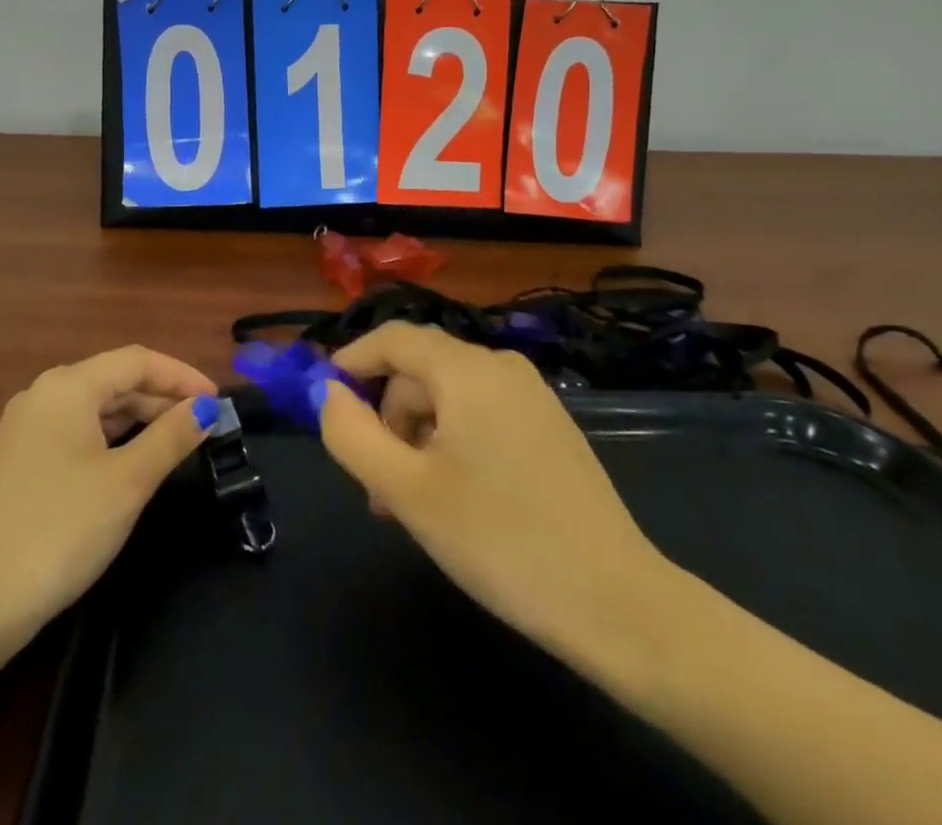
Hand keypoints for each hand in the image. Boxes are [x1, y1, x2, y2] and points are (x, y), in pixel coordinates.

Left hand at [0, 347, 218, 649]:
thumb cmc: (60, 530)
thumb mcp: (127, 482)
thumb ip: (171, 437)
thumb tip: (207, 407)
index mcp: (68, 386)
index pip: (137, 361)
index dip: (182, 375)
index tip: (218, 400)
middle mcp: (44, 394)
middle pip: (115, 379)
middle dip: (163, 396)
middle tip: (205, 423)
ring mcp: (27, 427)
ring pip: (96, 406)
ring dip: (139, 417)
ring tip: (178, 440)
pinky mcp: (20, 459)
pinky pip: (77, 430)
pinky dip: (112, 437)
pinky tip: (133, 460)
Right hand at [317, 322, 672, 662]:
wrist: (618, 604)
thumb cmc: (500, 540)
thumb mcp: (406, 491)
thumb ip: (352, 434)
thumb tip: (330, 394)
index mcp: (467, 370)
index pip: (393, 338)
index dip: (351, 361)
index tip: (323, 400)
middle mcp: (501, 367)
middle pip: (420, 372)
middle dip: (387, 420)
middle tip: (376, 489)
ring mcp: (532, 396)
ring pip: (449, 398)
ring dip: (417, 440)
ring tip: (412, 507)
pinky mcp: (550, 427)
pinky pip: (481, 416)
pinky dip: (452, 445)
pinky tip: (454, 500)